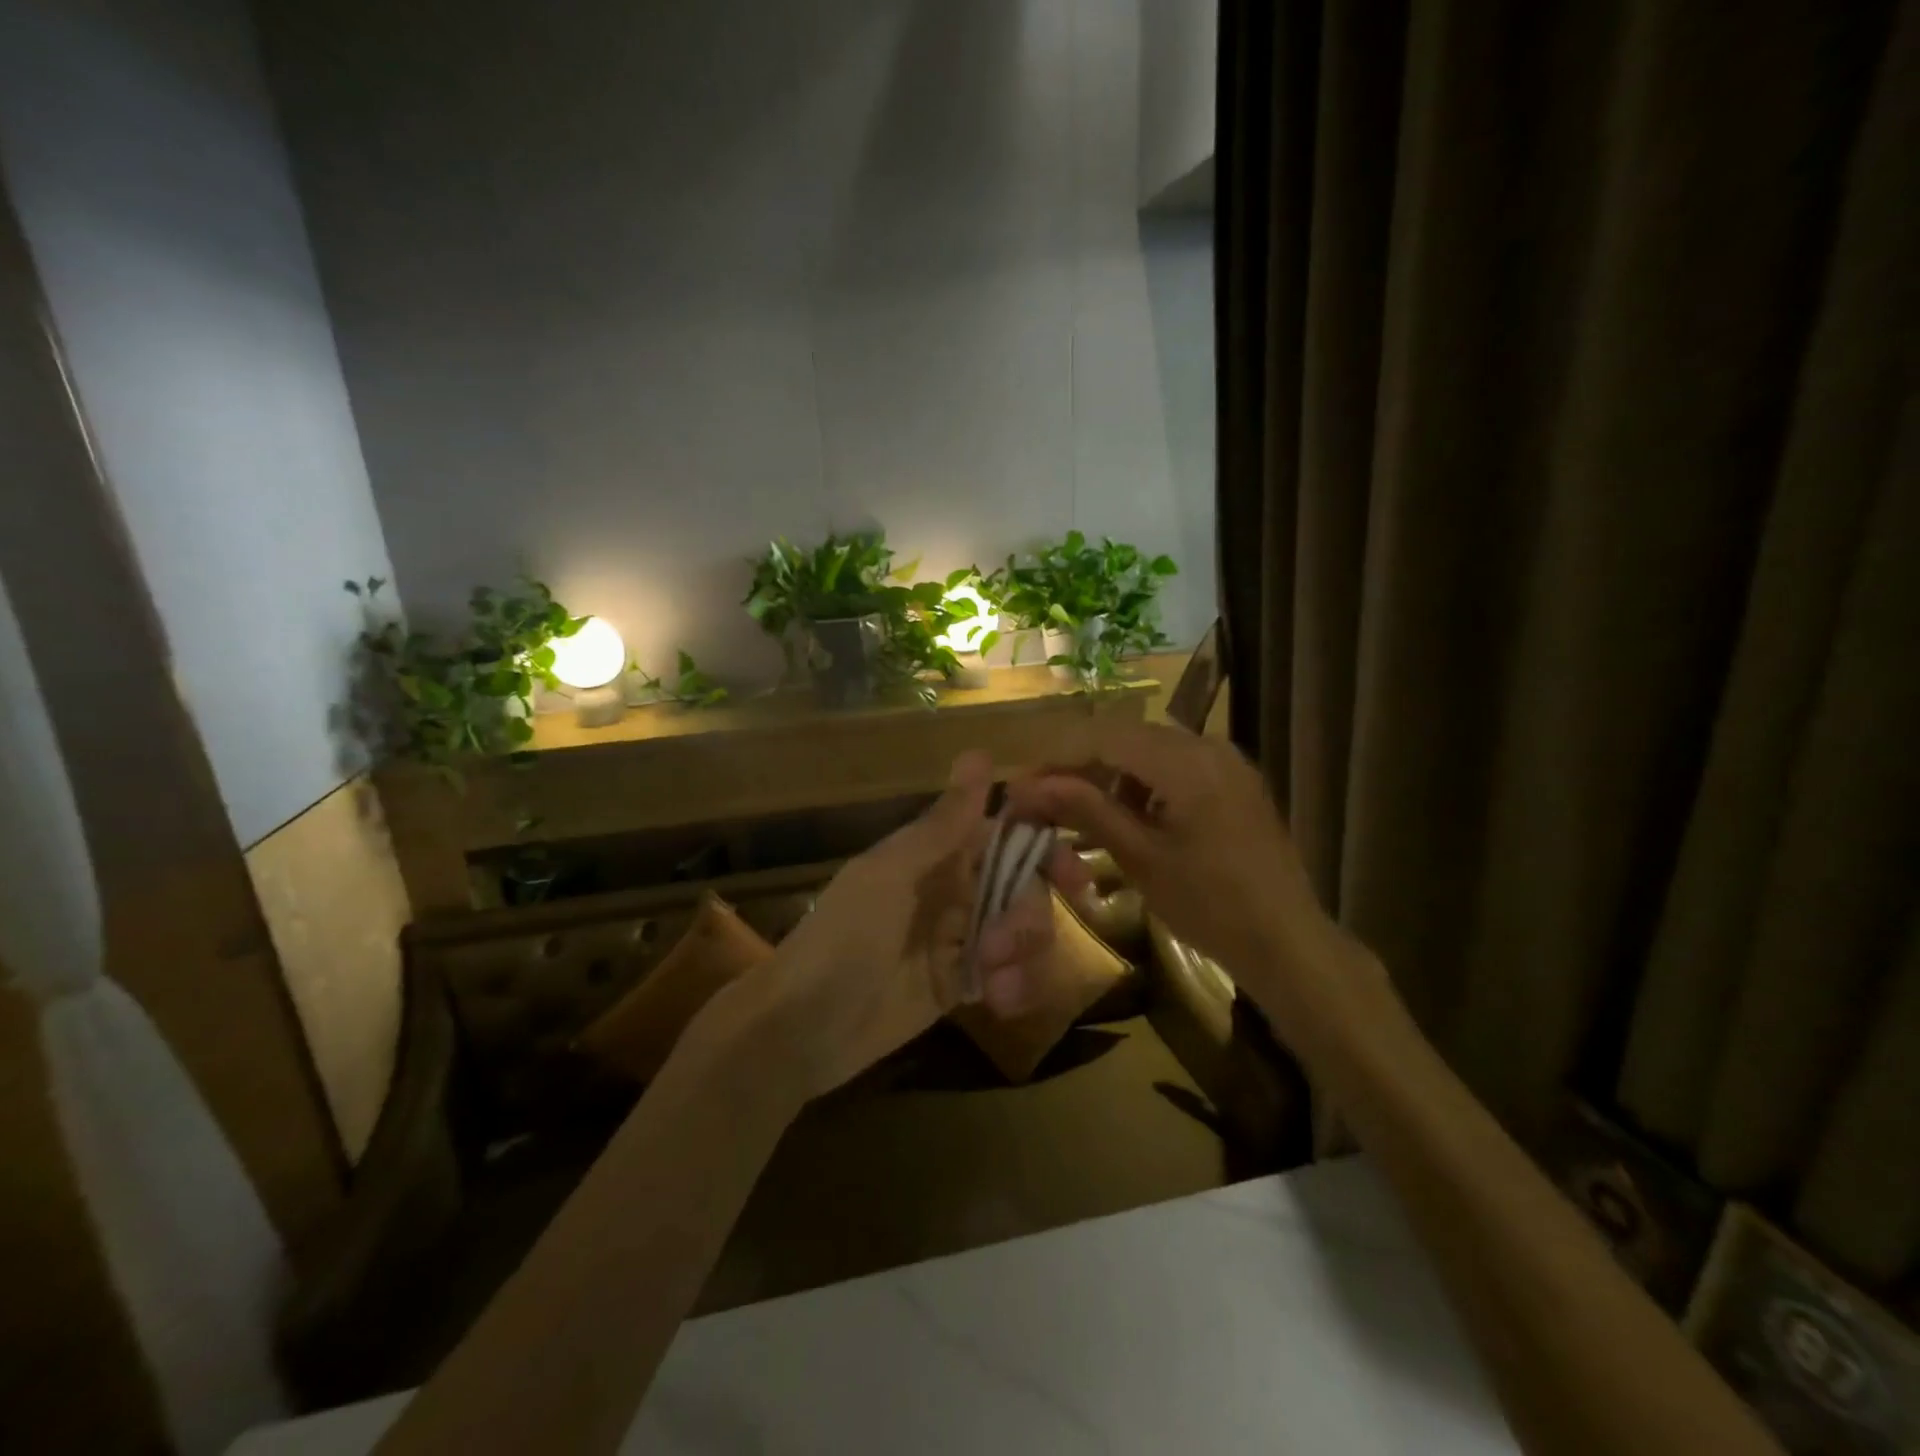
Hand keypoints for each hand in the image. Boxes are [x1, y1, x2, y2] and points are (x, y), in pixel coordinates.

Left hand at [733, 751, 1067, 1099]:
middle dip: (1028, 917)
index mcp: (937, 854)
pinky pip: (1010, 975)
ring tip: (996, 985)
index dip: (1045, 848)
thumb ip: (943, 825)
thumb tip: (979, 753)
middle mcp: (955, 889)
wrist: (800, 1029)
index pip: (1007, 835)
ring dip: (1024, 957)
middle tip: (1004, 945)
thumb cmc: (841, 938)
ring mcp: (960, 938)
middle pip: (1025, 888)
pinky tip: (1001, 1004)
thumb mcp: (890, 876)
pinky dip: (1017, 986)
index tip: (1076, 877)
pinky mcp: (962, 984)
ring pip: (1023, 933)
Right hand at [1005, 723, 1377, 1033]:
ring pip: (1149, 750)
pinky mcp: (1235, 780)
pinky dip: (1144, 783)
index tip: (1022, 784)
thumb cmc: (1210, 905)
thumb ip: (1086, 810)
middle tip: (1044, 800)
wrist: (1288, 941)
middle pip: (1126, 738)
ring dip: (1111, 774)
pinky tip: (1130, 817)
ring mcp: (1227, 761)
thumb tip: (1028, 786)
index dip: (1057, 757)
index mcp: (1186, 761)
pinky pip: (1176, 766)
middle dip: (1081, 765)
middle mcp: (1208, 746)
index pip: (1104, 737)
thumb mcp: (1140, 858)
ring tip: (1082, 813)